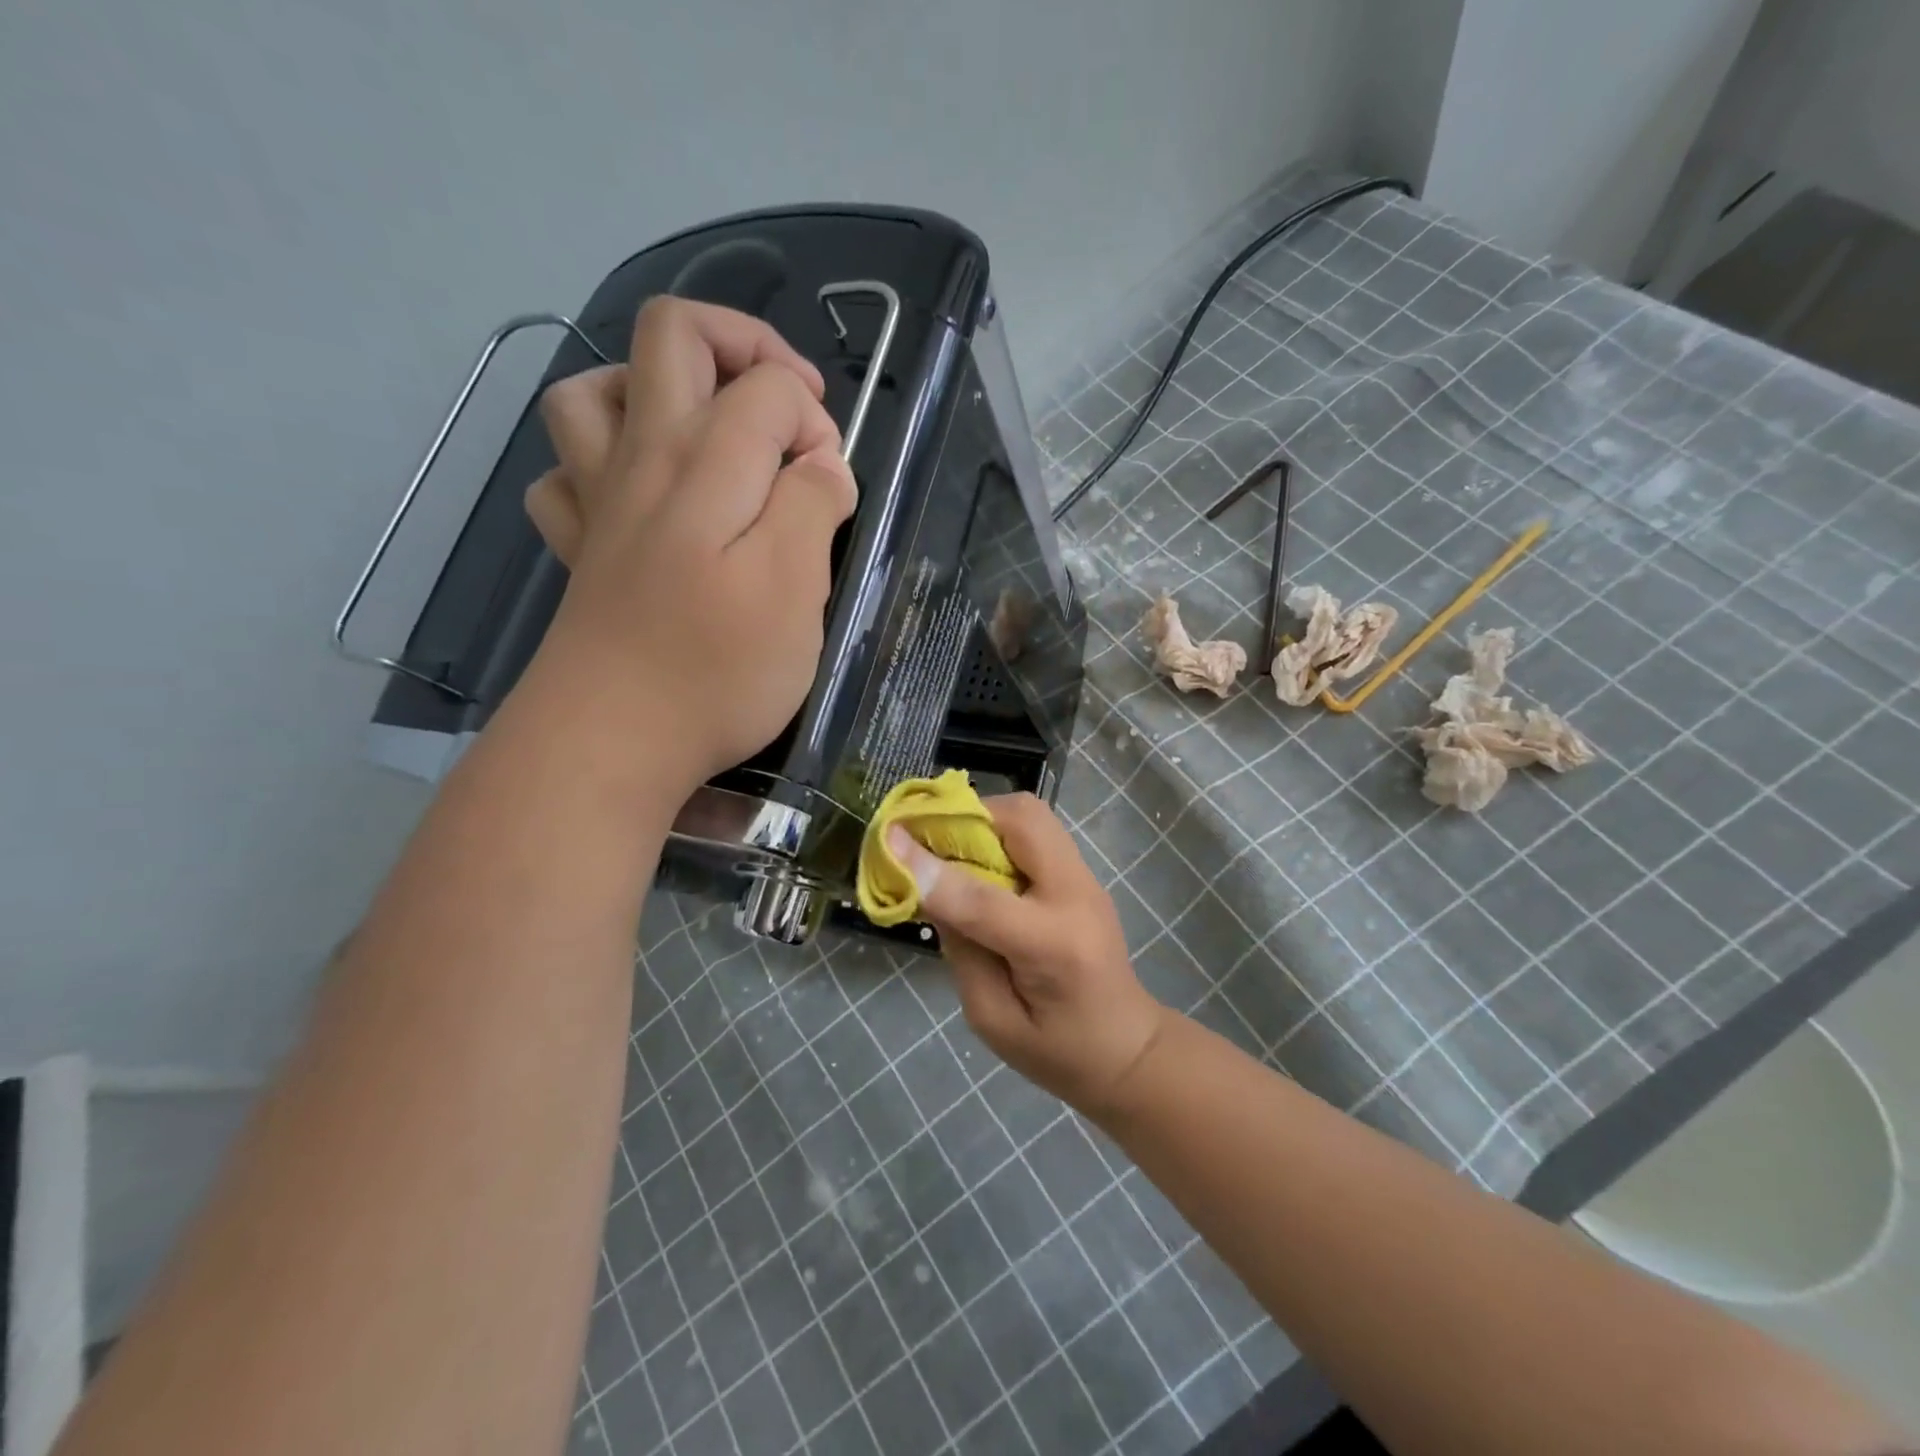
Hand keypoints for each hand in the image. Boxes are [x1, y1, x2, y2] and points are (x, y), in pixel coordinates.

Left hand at [522, 298, 855, 791]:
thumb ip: (814, 508)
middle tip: (787, 412)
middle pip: (672, 335)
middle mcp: (644, 459)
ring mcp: (599, 502)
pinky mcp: (579, 551)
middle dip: (744, 347)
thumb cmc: (717, 669)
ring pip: (593, 390)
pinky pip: (565, 475)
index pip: (771, 387)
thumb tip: (822, 465)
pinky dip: (599, 466)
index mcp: (707, 463)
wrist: (613, 742)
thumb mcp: (796, 589)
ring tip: (705, 434)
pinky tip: (639, 499)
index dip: (816, 422)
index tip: (832, 489)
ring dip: (655, 388)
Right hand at [888, 794, 1171, 1117]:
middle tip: (928, 841)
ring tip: (952, 851)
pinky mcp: (1082, 873)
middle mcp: (1076, 896)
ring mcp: (1086, 878)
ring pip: (1031, 813)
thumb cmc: (1059, 1052)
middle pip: (1022, 820)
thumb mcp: (994, 1021)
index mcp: (1054, 947)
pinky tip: (981, 863)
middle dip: (966, 818)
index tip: (889, 840)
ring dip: (984, 820)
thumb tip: (929, 888)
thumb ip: (961, 952)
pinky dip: (999, 832)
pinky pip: (1036, 830)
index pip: (983, 898)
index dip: (931, 868)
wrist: (1129, 1049)